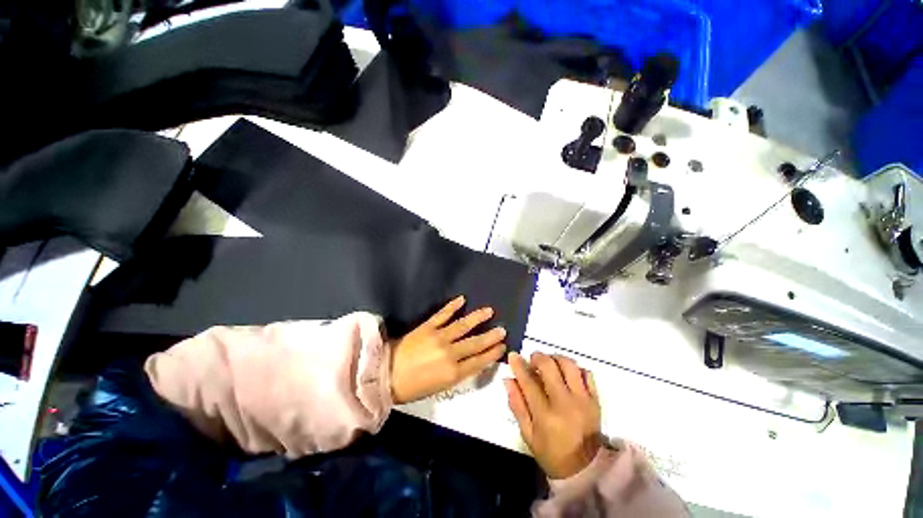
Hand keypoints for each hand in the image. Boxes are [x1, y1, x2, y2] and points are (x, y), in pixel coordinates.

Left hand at [390, 296, 506, 403]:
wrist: (386, 375)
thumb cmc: (413, 387)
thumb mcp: (439, 387)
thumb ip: (457, 373)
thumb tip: (471, 361)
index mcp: (453, 373)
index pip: (479, 361)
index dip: (492, 353)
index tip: (502, 346)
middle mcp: (450, 353)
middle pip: (475, 343)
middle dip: (490, 337)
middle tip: (502, 330)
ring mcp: (439, 337)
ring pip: (463, 326)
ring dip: (477, 318)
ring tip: (489, 311)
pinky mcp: (427, 327)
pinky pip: (442, 314)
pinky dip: (452, 306)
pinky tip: (462, 299)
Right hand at [505, 351, 601, 478]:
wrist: (587, 471)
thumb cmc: (552, 454)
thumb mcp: (528, 435)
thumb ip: (517, 405)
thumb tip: (508, 380)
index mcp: (545, 415)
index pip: (528, 382)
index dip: (518, 365)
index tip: (513, 356)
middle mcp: (565, 403)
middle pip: (549, 366)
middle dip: (537, 357)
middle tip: (532, 361)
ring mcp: (583, 400)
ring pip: (569, 365)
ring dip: (555, 358)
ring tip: (549, 364)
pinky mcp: (595, 400)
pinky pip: (586, 373)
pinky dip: (575, 368)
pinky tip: (567, 374)